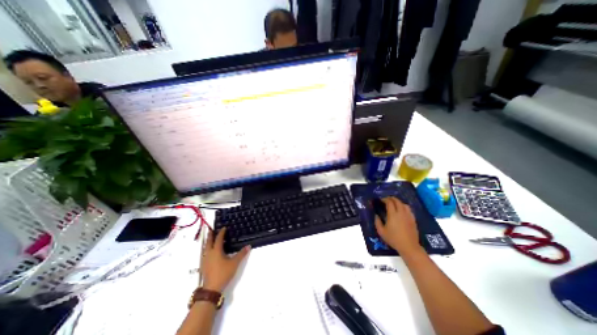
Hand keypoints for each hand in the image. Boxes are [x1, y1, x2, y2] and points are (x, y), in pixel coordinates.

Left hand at [199, 228, 247, 291]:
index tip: (223, 227)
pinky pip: (204, 254)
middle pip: (209, 242)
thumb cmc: (223, 273)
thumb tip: (248, 246)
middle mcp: (209, 253)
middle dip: (211, 236)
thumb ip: (241, 254)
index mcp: (216, 251)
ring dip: (208, 242)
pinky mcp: (203, 266)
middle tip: (211, 230)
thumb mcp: (234, 263)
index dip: (221, 233)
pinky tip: (209, 252)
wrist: (211, 288)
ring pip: (205, 248)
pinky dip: (207, 249)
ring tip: (210, 239)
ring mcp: (205, 260)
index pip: (219, 239)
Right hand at [372, 197, 423, 254]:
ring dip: (398, 202)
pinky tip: (401, 210)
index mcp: (393, 215)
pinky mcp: (413, 219)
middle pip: (397, 201)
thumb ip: (377, 222)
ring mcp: (408, 215)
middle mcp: (401, 213)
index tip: (381, 200)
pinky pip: (409, 209)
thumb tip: (376, 215)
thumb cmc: (393, 239)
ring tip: (394, 204)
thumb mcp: (381, 232)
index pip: (389, 202)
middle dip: (391, 198)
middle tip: (386, 200)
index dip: (384, 199)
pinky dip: (404, 207)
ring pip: (404, 204)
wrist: (409, 246)